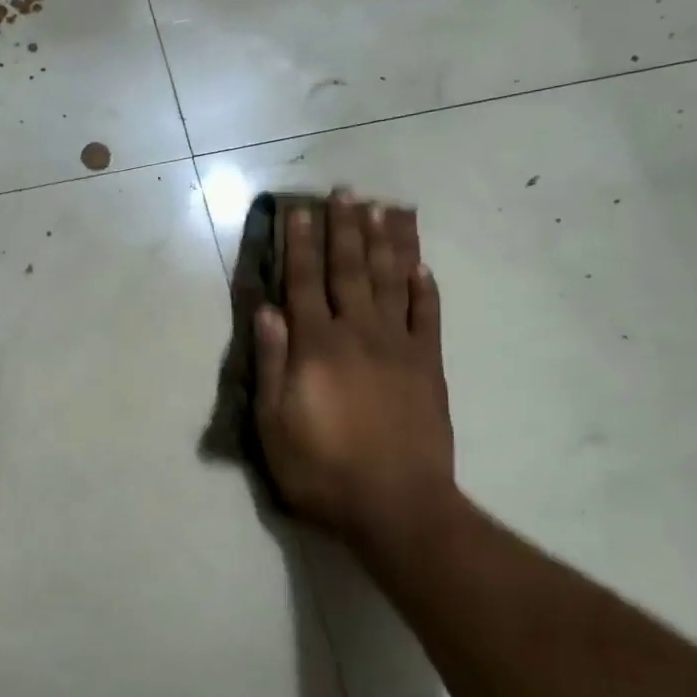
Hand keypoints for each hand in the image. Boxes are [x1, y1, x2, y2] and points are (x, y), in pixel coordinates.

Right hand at [254, 191, 454, 577]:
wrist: (396, 505)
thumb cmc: (322, 470)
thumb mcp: (273, 425)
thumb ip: (271, 364)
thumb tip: (267, 312)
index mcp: (316, 347)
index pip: (303, 282)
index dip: (299, 244)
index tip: (299, 210)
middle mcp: (358, 333)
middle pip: (350, 269)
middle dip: (345, 228)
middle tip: (345, 191)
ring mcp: (399, 346)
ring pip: (392, 281)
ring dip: (387, 242)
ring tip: (384, 208)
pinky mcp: (429, 366)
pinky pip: (429, 317)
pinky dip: (426, 288)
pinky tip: (423, 266)